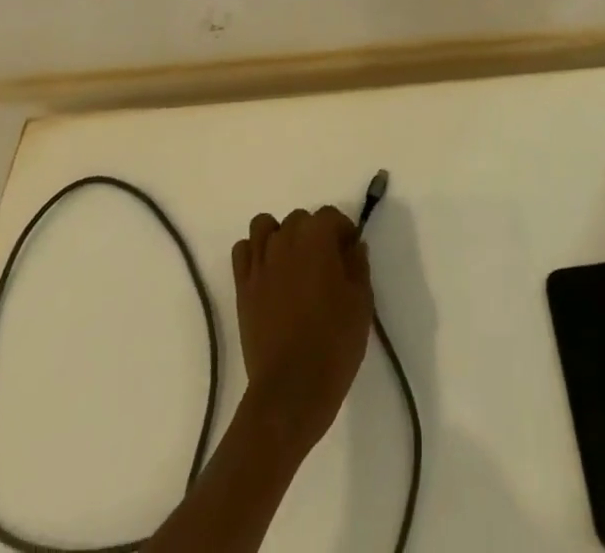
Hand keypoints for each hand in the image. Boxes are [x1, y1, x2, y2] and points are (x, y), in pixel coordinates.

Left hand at [231, 207, 373, 447]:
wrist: (292, 389)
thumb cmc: (334, 343)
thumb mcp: (361, 302)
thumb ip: (358, 266)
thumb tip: (353, 247)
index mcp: (317, 238)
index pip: (330, 215)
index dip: (343, 231)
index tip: (350, 253)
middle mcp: (285, 240)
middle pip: (299, 219)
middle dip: (314, 233)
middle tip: (326, 264)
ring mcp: (260, 263)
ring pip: (265, 227)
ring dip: (280, 236)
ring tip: (293, 263)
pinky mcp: (242, 286)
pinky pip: (242, 251)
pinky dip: (254, 253)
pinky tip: (268, 274)